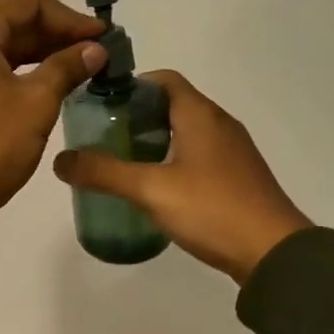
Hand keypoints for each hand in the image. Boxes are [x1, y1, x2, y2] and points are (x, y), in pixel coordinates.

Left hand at [0, 0, 108, 217]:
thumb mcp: (37, 101)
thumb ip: (68, 66)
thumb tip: (96, 49)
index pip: (29, 2)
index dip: (69, 17)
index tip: (102, 37)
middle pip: (16, 20)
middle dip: (59, 33)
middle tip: (98, 52)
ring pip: (7, 45)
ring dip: (44, 52)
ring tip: (84, 67)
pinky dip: (25, 70)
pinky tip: (55, 82)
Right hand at [52, 71, 312, 283]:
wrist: (273, 254)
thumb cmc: (212, 209)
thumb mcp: (150, 189)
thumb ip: (103, 173)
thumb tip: (60, 160)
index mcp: (201, 115)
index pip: (164, 80)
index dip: (131, 86)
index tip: (100, 105)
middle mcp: (219, 124)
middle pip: (172, 105)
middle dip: (135, 116)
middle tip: (102, 137)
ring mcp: (232, 152)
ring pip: (185, 132)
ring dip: (153, 140)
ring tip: (121, 162)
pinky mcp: (236, 177)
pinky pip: (198, 156)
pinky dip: (172, 160)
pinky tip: (155, 187)